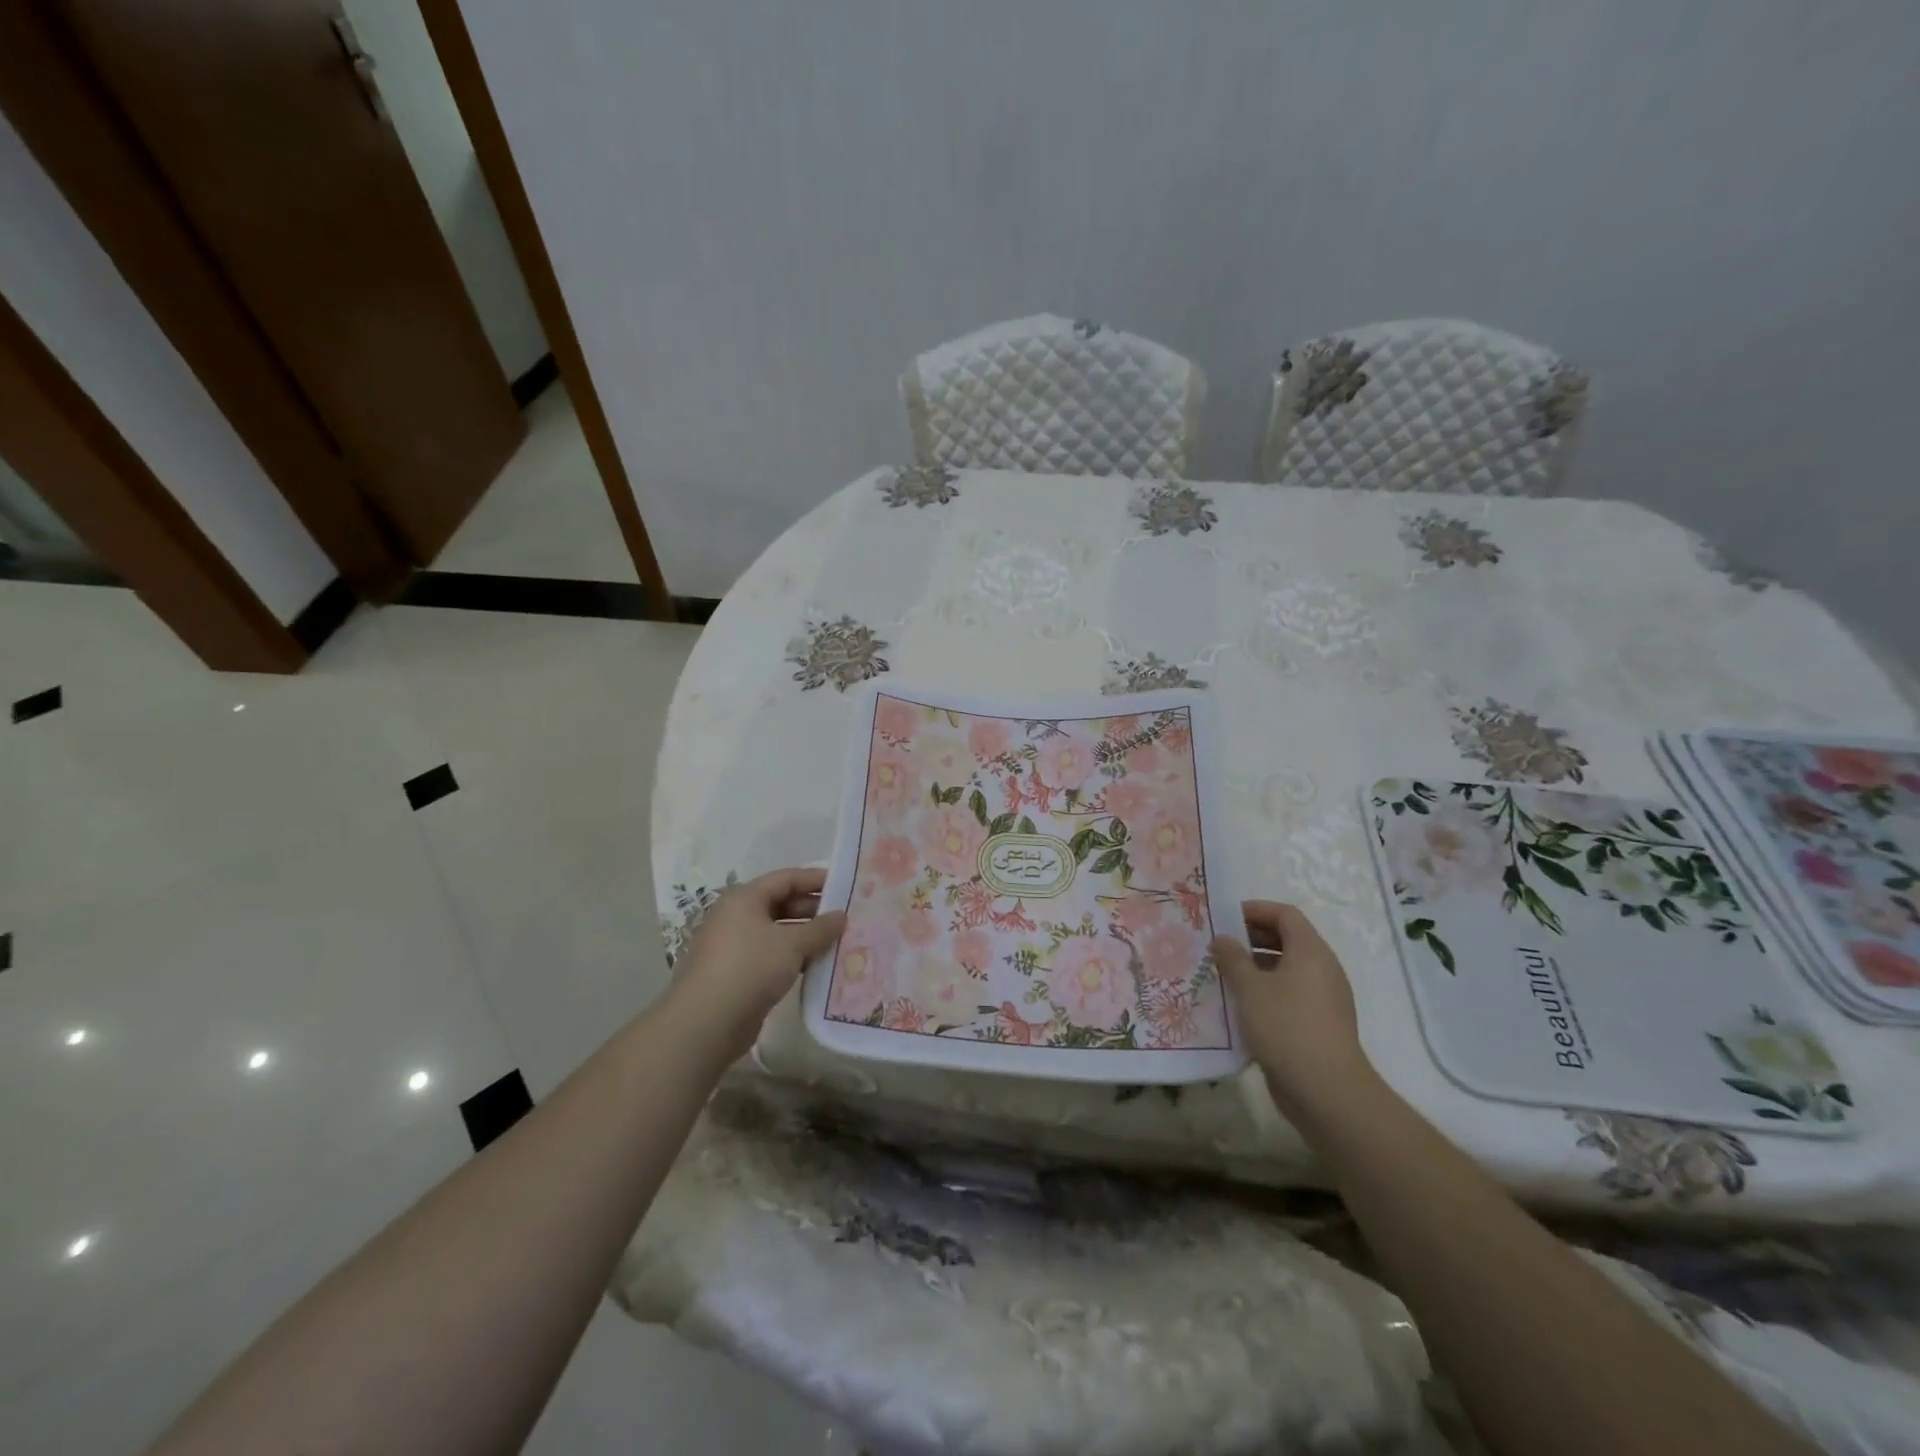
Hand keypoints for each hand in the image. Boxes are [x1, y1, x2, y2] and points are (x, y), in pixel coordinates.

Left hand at [668, 867, 845, 1059]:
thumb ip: (820, 928)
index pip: (785, 878)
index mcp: (744, 898)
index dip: (814, 879)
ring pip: (776, 932)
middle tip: (844, 916)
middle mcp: (736, 916)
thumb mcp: (792, 944)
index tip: (844, 884)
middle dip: (812, 909)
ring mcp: (734, 946)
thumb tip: (841, 916)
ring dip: (805, 935)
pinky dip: (792, 956)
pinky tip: (815, 965)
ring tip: (836, 941)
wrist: (706, 1022)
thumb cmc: (750, 967)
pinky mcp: (736, 973)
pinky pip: (771, 955)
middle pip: (780, 903)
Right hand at [1211, 900, 1370, 1113]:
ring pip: (1286, 970)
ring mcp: (1324, 999)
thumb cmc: (1286, 1026)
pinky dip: (1265, 992)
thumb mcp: (1249, 988)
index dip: (1255, 910)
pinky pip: (1289, 995)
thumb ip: (1232, 958)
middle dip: (1251, 938)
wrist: (1326, 1091)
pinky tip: (1240, 1006)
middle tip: (1219, 945)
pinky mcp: (1318, 1025)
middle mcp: (1322, 969)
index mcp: (1311, 951)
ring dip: (1255, 967)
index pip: (1285, 915)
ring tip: (1223, 974)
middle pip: (1287, 940)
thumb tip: (1222, 938)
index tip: (1224, 917)